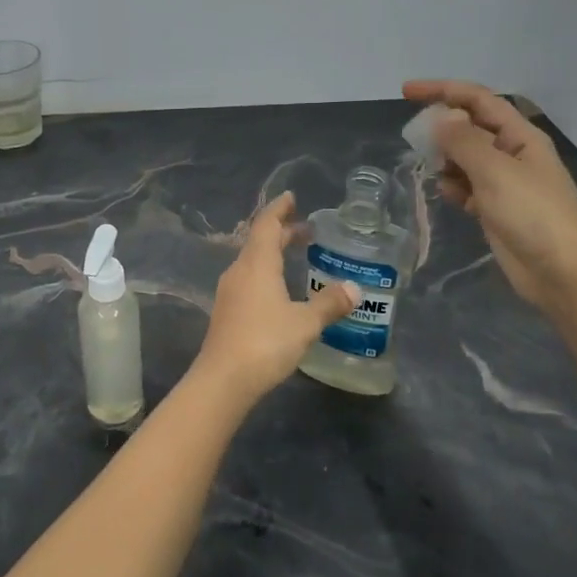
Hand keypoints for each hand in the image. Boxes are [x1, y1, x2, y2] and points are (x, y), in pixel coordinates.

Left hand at [192, 193, 360, 400]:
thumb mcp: (304, 322)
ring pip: (252, 262)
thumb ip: (328, 303)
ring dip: (273, 254)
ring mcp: (230, 292)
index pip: (266, 225)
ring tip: (295, 256)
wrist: (223, 379)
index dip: (279, 209)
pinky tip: (280, 291)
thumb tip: (354, 288)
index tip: (291, 198)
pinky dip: (266, 274)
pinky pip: (248, 280)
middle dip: (282, 232)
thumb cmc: (265, 342)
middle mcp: (239, 271)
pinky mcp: (227, 312)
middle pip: (259, 242)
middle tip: (306, 230)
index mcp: (256, 264)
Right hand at [403, 80, 576, 315]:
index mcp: (520, 136)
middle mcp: (513, 154)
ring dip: (445, 159)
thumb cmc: (534, 215)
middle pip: (470, 128)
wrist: (564, 274)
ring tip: (429, 168)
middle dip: (442, 128)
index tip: (405, 92)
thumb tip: (440, 118)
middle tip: (414, 139)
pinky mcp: (497, 210)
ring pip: (466, 159)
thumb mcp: (495, 171)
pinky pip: (468, 187)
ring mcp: (505, 183)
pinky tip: (447, 195)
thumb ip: (463, 141)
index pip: (478, 100)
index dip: (442, 90)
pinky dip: (454, 186)